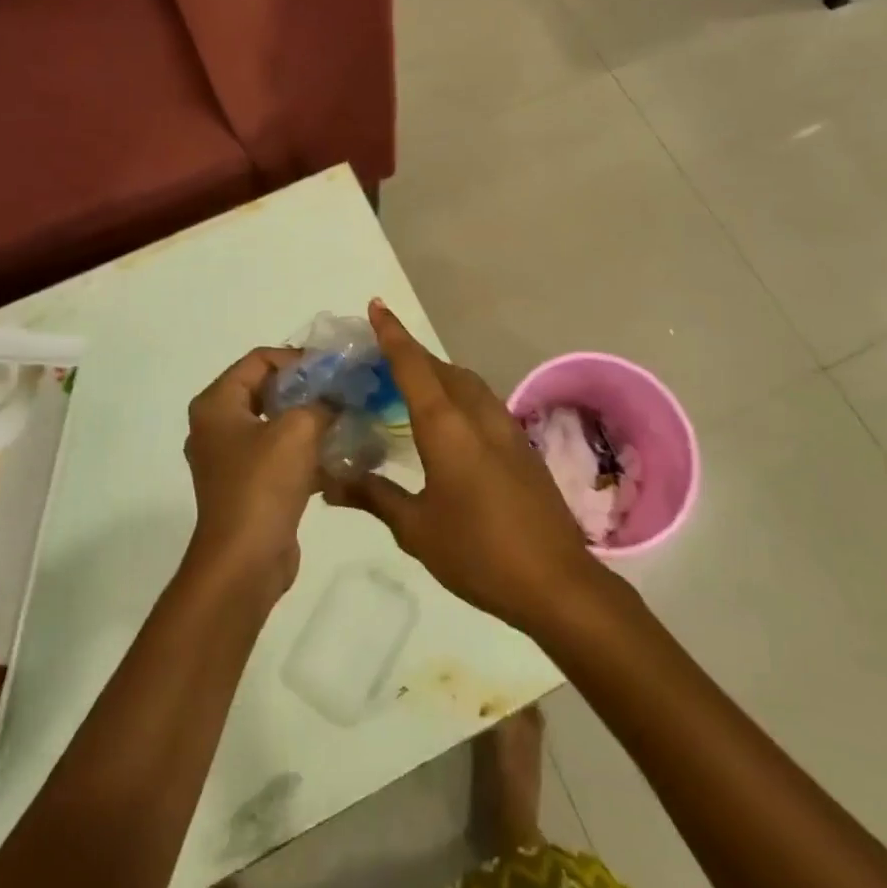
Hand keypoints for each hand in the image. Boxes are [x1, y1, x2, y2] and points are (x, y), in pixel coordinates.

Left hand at [184, 348, 326, 600]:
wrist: (244, 564)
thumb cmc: (263, 485)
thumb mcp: (299, 430)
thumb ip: (322, 401)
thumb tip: (339, 396)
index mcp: (217, 404)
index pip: (259, 360)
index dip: (297, 358)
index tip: (333, 369)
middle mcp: (217, 426)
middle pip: (267, 390)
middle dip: (308, 389)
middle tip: (344, 391)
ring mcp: (231, 459)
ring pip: (276, 424)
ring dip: (311, 421)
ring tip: (348, 419)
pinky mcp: (248, 487)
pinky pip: (279, 456)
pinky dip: (306, 452)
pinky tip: (341, 454)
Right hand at [322, 302, 602, 633]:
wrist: (556, 581)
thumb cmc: (478, 553)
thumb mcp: (416, 529)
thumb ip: (374, 496)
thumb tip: (330, 480)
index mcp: (446, 426)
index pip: (413, 366)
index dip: (392, 334)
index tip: (376, 306)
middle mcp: (477, 414)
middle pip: (440, 368)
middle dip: (411, 354)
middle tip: (379, 356)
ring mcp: (505, 427)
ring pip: (466, 382)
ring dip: (438, 373)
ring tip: (411, 384)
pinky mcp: (521, 444)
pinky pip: (481, 400)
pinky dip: (458, 394)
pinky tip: (449, 421)